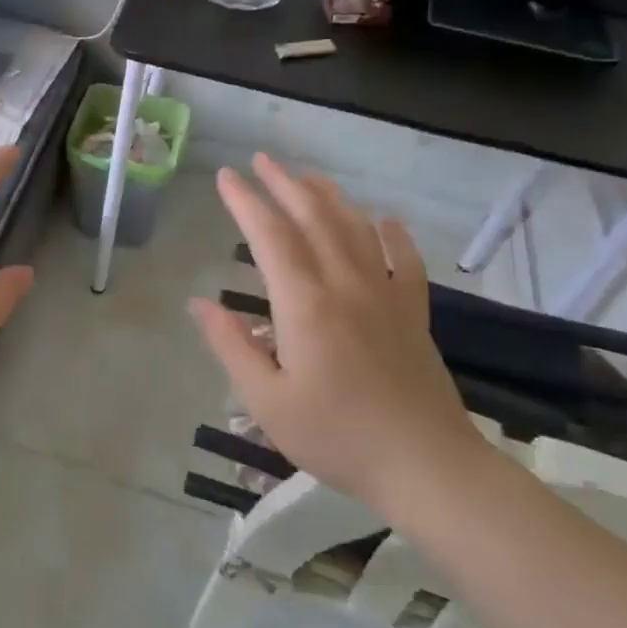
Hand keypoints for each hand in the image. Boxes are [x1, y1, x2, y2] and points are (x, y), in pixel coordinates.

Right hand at [188, 154, 485, 510]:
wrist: (427, 467)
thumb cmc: (337, 436)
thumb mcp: (267, 400)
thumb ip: (231, 346)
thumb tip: (199, 303)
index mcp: (305, 304)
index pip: (269, 236)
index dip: (245, 202)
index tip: (225, 177)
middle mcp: (346, 285)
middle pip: (313, 218)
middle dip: (284, 184)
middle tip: (261, 160)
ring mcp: (386, 295)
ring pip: (355, 229)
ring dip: (329, 197)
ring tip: (307, 176)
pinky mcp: (413, 313)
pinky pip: (405, 261)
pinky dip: (393, 234)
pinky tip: (385, 221)